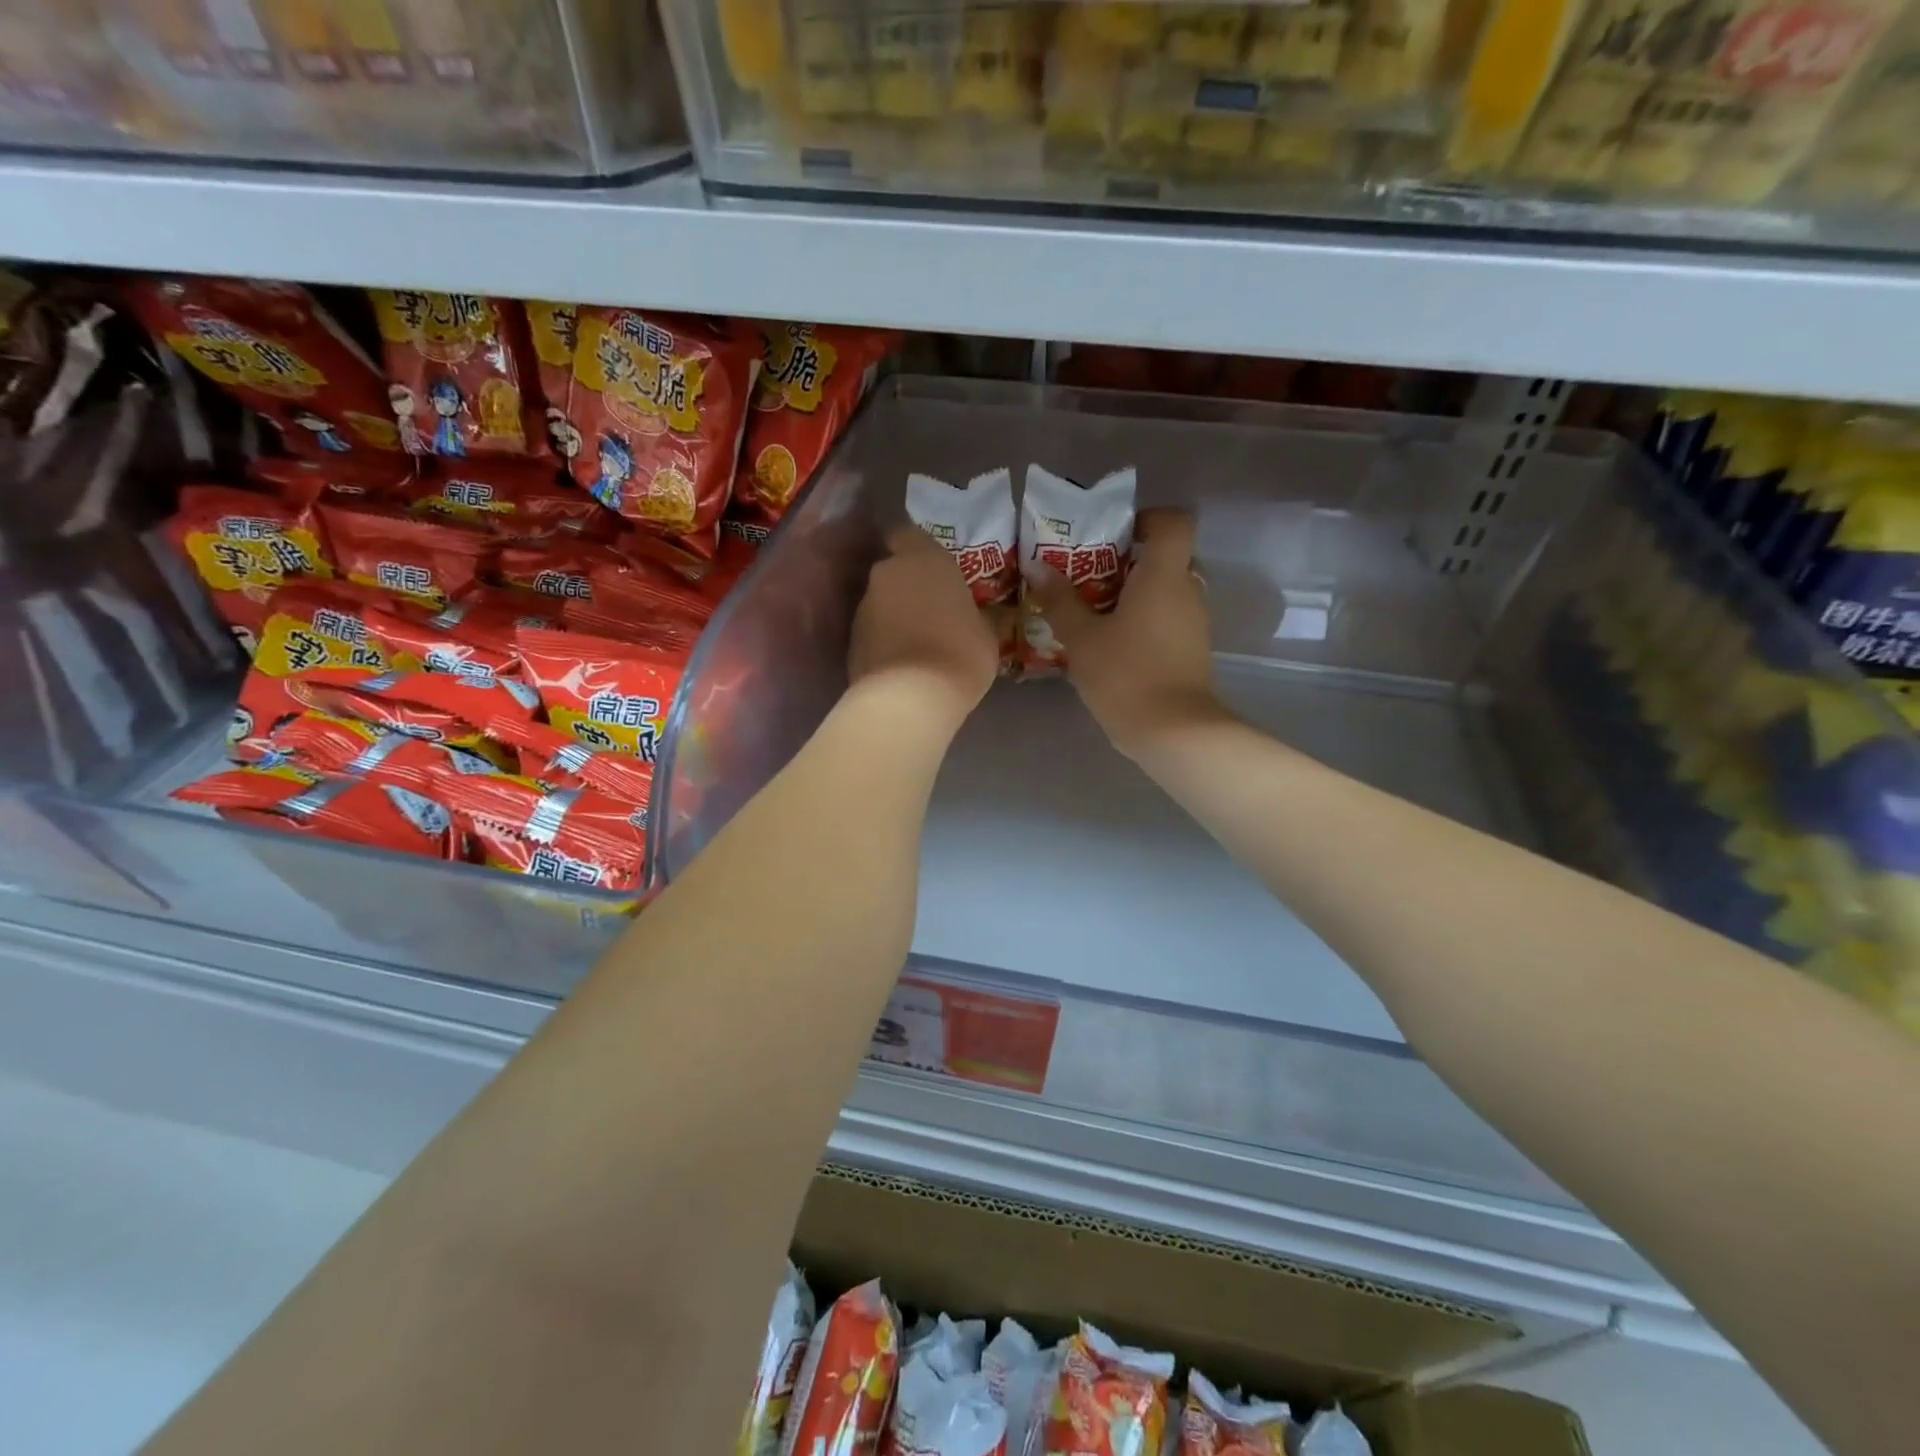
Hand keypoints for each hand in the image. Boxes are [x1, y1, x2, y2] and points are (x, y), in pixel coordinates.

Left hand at [849, 526, 998, 722]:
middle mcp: (886, 574)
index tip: (935, 569)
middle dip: (909, 586)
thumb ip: (974, 615)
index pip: (910, 534)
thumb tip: (974, 617)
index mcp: (924, 559)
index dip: (919, 549)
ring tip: (918, 644)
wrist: (908, 698)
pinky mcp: (849, 641)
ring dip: (895, 616)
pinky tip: (902, 665)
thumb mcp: (986, 635)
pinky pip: (872, 633)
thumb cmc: (959, 654)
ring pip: (881, 603)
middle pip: (895, 571)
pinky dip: (884, 642)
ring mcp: (863, 607)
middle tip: (932, 610)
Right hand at [1029, 508, 1225, 757]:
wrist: (1173, 732)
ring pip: (1167, 591)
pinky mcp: (1192, 651)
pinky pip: (1169, 619)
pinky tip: (1112, 643)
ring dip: (1136, 594)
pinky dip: (1145, 621)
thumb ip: (1060, 600)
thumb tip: (1037, 566)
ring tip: (1095, 611)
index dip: (1149, 518)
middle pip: (1167, 557)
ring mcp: (1194, 624)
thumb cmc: (1126, 675)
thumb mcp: (1082, 638)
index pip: (1174, 523)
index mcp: (1164, 576)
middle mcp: (1187, 592)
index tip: (1116, 534)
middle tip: (1092, 575)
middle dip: (1131, 561)